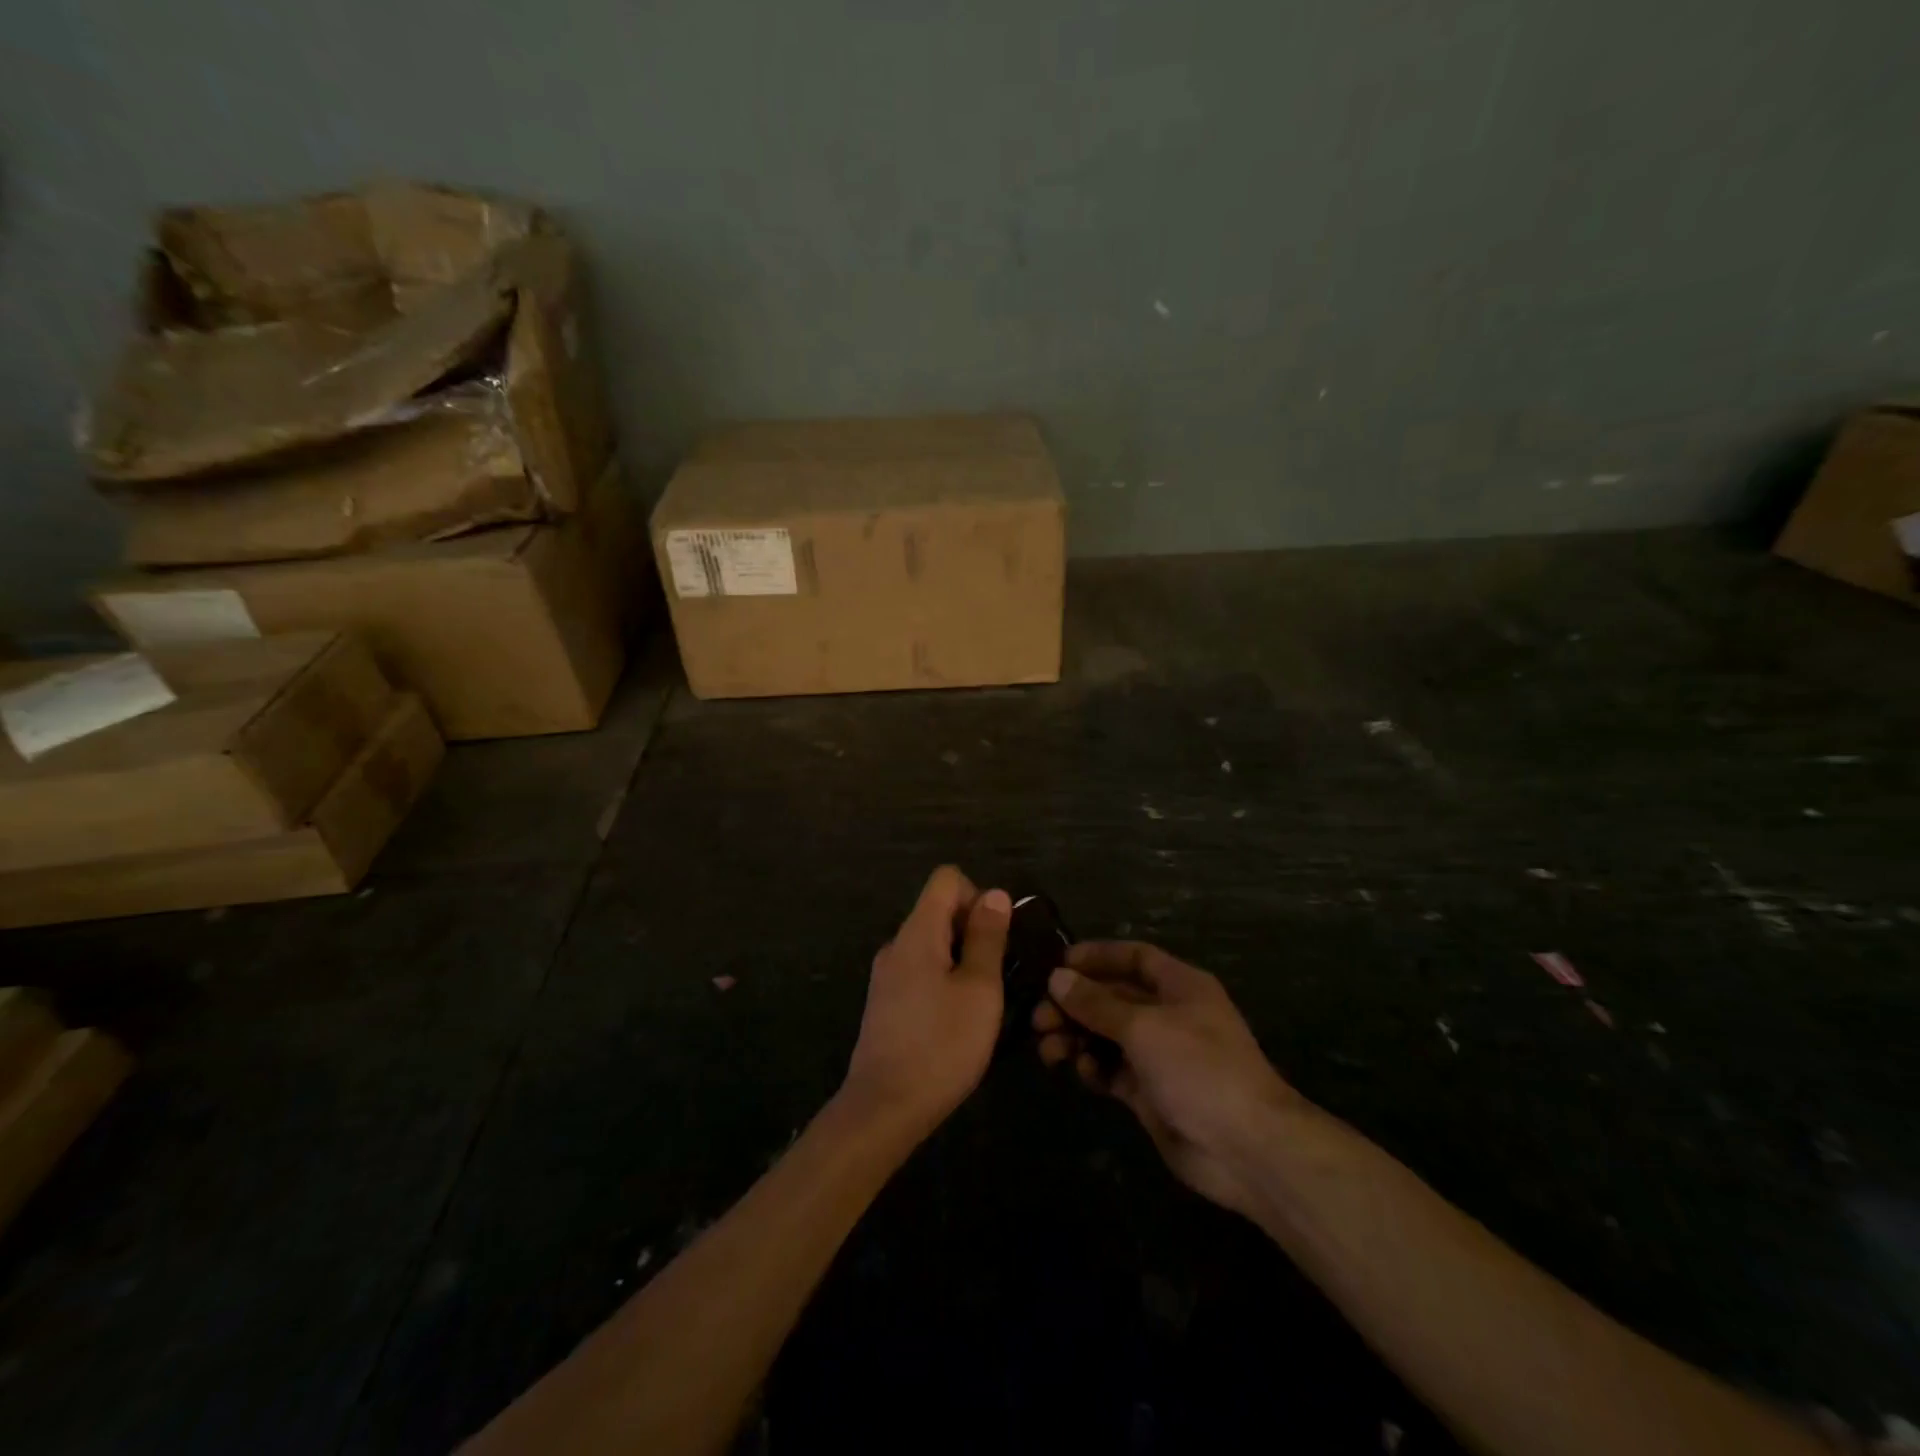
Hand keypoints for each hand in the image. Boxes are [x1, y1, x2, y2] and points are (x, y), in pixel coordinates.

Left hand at [840, 866, 1009, 1141]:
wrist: (884, 1108)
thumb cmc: (941, 1045)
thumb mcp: (979, 989)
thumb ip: (987, 937)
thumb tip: (995, 893)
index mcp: (917, 932)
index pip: (946, 879)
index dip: (977, 895)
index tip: (995, 937)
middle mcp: (896, 944)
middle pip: (938, 910)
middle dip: (973, 930)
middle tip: (996, 975)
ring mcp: (886, 974)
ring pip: (931, 944)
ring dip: (961, 959)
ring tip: (981, 1001)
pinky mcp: (885, 1002)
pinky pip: (920, 970)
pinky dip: (943, 979)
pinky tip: (956, 1020)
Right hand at [1033, 941, 1299, 1217]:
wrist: (1246, 1148)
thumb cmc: (1199, 1068)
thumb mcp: (1144, 1027)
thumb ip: (1097, 1004)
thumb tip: (1056, 978)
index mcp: (1179, 986)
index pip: (1133, 957)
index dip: (1097, 957)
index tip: (1057, 964)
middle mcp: (1168, 1014)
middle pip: (1113, 997)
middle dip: (1076, 1004)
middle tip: (1040, 1018)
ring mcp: (1159, 1055)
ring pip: (1107, 1035)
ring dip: (1077, 1037)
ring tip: (1049, 1049)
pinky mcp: (1149, 1092)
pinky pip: (1112, 1069)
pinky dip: (1093, 1068)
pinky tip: (1079, 1072)